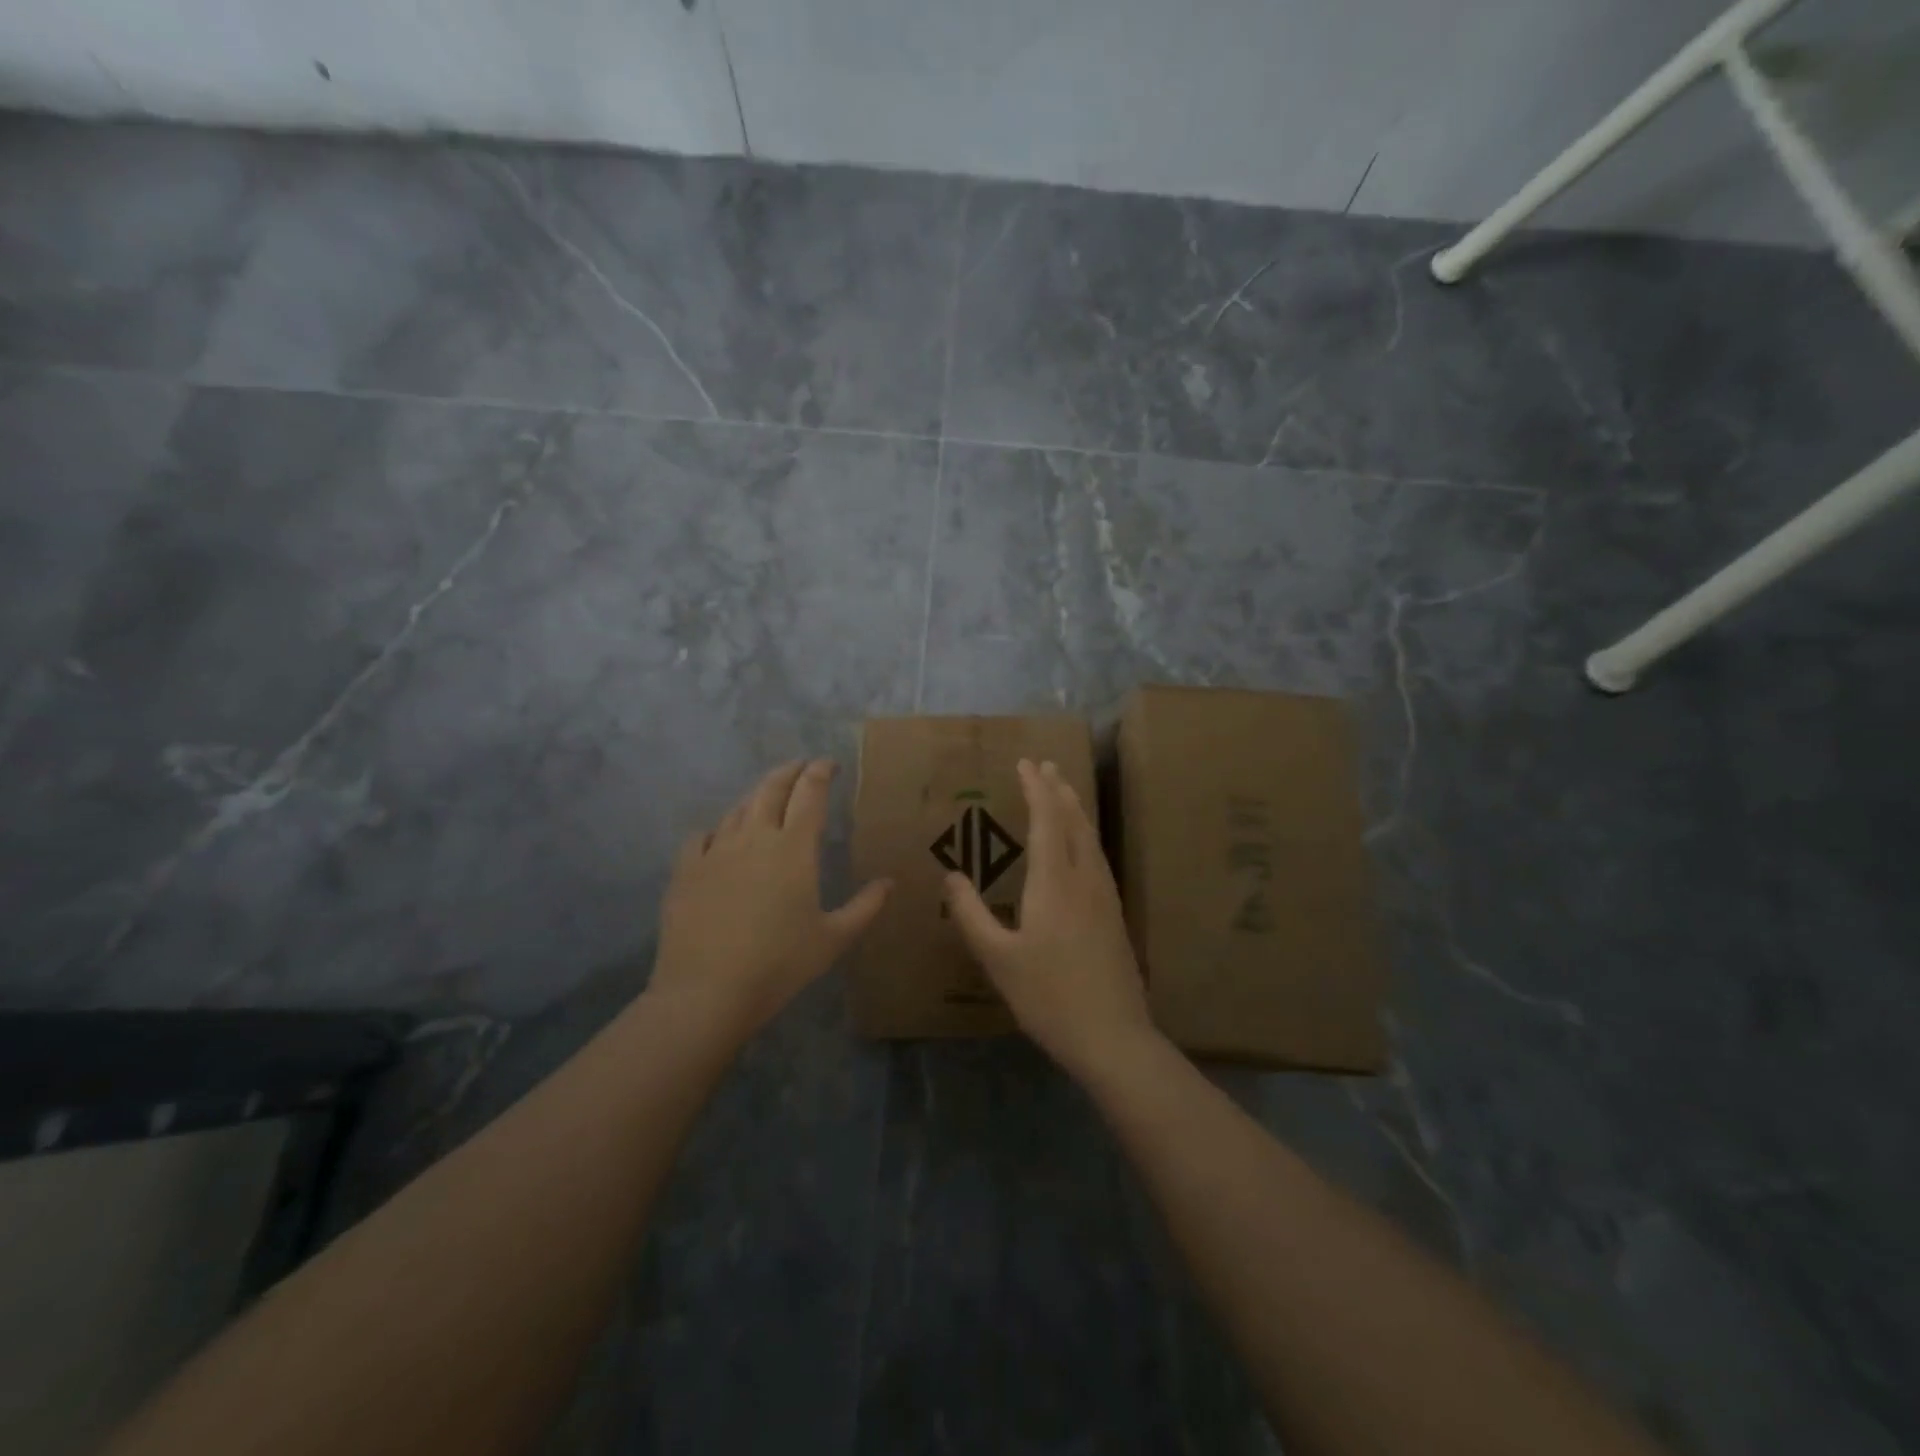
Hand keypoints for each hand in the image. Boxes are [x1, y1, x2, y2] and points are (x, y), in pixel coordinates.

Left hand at [651, 759, 890, 1045]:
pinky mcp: (686, 869)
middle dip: (790, 771)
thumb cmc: (780, 964)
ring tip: (767, 798)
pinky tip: (720, 838)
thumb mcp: (834, 938)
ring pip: (738, 808)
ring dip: (757, 796)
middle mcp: (754, 837)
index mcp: (794, 848)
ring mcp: (715, 850)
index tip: (829, 763)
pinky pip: (702, 835)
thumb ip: (865, 906)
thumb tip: (889, 882)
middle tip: (802, 767)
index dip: (820, 772)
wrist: (707, 992)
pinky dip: (717, 829)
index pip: (810, 793)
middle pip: (771, 788)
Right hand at [944, 759, 1156, 1077]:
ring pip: (1091, 838)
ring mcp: (1105, 897)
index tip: (1026, 762)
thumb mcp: (998, 958)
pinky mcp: (1115, 915)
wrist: (1113, 1036)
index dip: (1036, 789)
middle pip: (1074, 822)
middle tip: (1047, 764)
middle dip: (1059, 790)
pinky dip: (1085, 835)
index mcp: (1054, 883)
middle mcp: (1084, 879)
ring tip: (1064, 792)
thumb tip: (951, 875)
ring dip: (1076, 809)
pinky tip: (1081, 847)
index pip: (1046, 820)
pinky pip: (1098, 857)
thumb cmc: (1048, 997)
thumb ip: (971, 914)